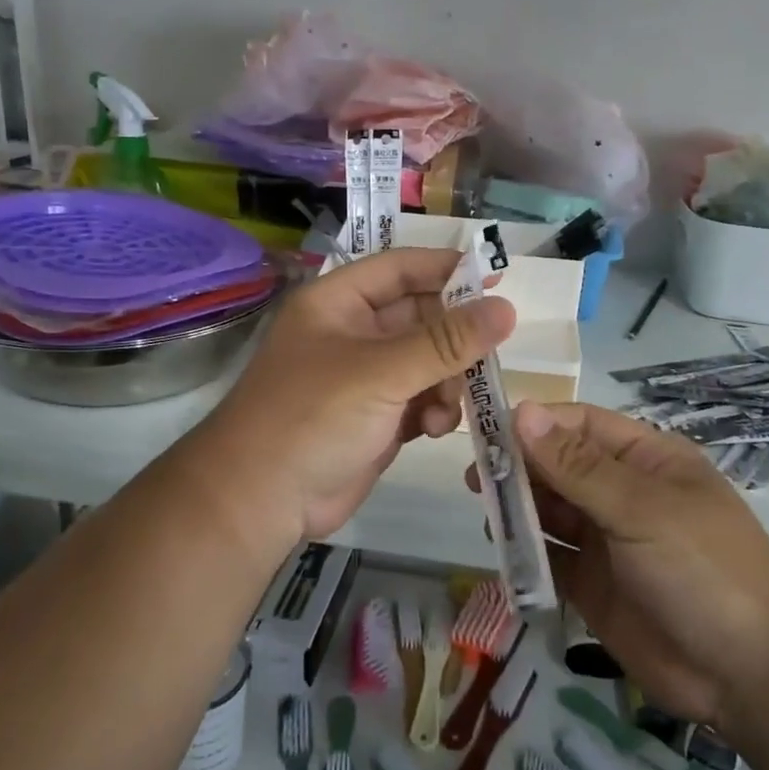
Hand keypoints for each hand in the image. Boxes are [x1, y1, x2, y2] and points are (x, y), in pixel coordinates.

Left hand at [196, 249, 513, 558]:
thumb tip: (507, 308)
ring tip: (446, 408)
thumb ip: (446, 342)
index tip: (498, 277)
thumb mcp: (381, 372)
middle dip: (453, 338)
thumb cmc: (312, 417)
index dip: (448, 269)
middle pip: (420, 317)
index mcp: (338, 303)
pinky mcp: (377, 417)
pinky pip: (422, 399)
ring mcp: (365, 378)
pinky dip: (435, 410)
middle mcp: (352, 333)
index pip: (401, 268)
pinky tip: (433, 429)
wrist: (261, 500)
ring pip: (428, 362)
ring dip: (447, 381)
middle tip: (488, 354)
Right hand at [499, 402, 768, 730]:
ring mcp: (606, 540)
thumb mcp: (641, 509)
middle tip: (476, 478)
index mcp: (644, 459)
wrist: (752, 674)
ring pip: (550, 511)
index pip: (579, 425)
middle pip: (558, 466)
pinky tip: (501, 551)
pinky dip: (525, 553)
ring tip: (485, 513)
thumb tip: (521, 412)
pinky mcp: (592, 586)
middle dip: (520, 468)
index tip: (486, 432)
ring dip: (518, 509)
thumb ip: (576, 466)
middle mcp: (621, 493)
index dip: (535, 424)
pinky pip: (550, 558)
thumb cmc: (704, 568)